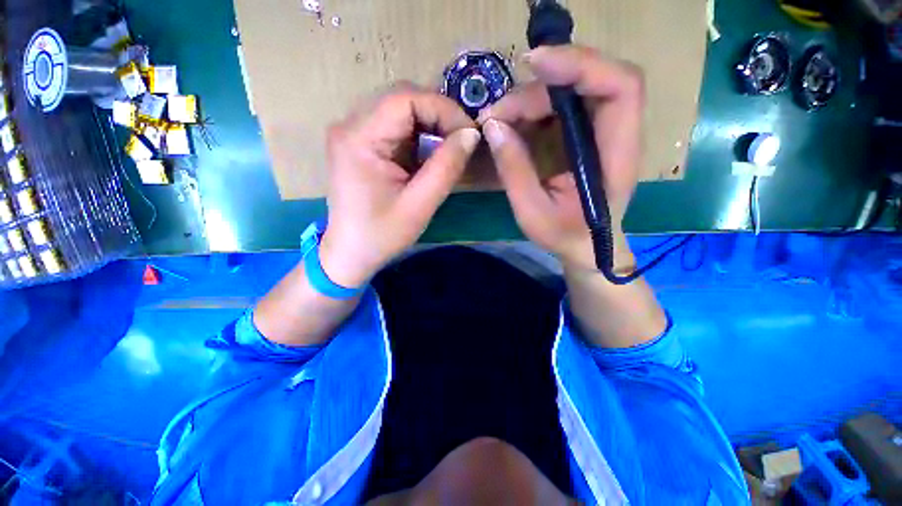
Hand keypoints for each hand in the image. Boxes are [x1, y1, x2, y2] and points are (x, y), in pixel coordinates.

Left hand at [320, 84, 480, 286]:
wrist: (350, 252)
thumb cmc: (381, 235)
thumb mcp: (419, 205)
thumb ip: (446, 167)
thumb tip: (471, 134)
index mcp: (359, 139)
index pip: (405, 98)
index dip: (443, 108)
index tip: (468, 133)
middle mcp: (350, 125)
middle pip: (401, 98)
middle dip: (438, 115)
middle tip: (460, 141)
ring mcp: (352, 133)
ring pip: (399, 110)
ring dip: (429, 125)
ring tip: (447, 150)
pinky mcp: (359, 144)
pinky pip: (394, 126)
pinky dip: (418, 136)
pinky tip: (427, 156)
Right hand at [479, 45, 643, 271]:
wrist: (588, 247)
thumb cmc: (565, 235)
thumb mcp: (532, 211)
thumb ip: (514, 170)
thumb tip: (492, 126)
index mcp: (615, 155)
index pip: (619, 87)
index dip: (582, 64)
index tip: (534, 65)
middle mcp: (616, 134)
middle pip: (593, 80)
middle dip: (541, 87)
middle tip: (498, 113)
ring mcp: (601, 133)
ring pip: (574, 90)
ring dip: (533, 97)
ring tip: (498, 119)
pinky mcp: (586, 136)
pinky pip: (563, 107)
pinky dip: (535, 108)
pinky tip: (513, 124)